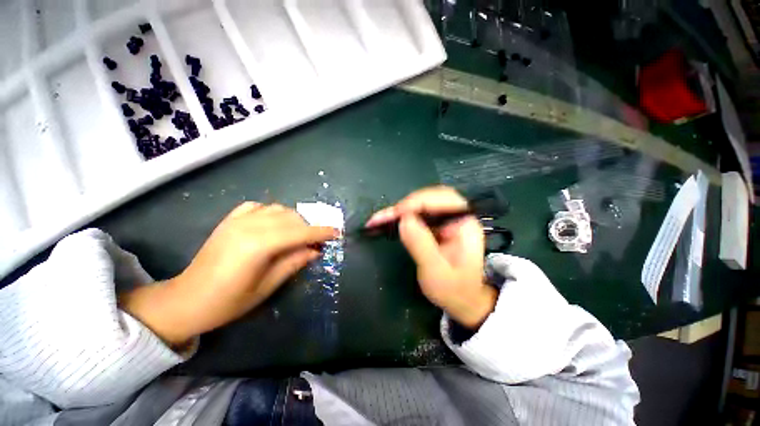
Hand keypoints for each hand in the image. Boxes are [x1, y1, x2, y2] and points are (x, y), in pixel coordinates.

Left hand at [120, 202, 338, 345]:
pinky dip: (272, 212)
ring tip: (298, 233)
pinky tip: (274, 224)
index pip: (299, 233)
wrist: (187, 300)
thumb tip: (315, 250)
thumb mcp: (267, 286)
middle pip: (291, 218)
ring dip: (294, 219)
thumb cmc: (229, 302)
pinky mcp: (230, 220)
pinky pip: (258, 206)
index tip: (336, 233)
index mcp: (258, 246)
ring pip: (278, 209)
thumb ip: (294, 263)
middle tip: (318, 241)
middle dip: (309, 227)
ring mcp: (237, 220)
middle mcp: (249, 226)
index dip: (321, 232)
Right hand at [366, 186, 496, 328]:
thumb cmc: (453, 289)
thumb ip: (421, 244)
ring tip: (383, 218)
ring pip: (422, 203)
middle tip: (386, 216)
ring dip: (402, 209)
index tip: (395, 214)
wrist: (462, 300)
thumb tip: (404, 219)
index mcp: (465, 224)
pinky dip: (402, 215)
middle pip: (431, 197)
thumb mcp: (436, 271)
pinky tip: (389, 219)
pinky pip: (418, 213)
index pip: (441, 200)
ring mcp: (447, 219)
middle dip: (406, 204)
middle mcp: (457, 216)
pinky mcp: (437, 225)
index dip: (416, 203)